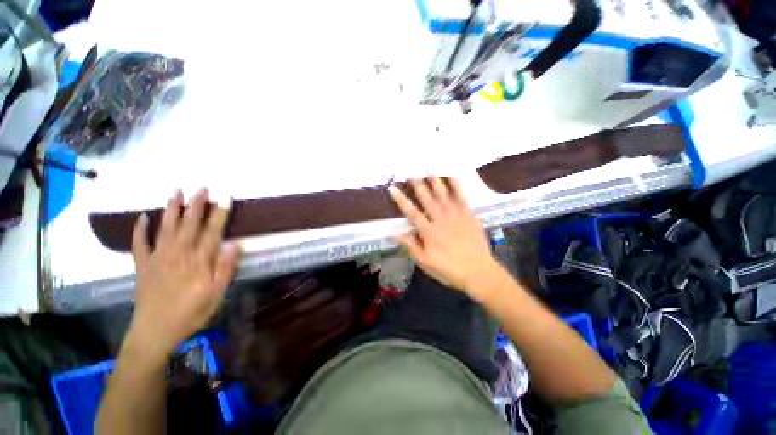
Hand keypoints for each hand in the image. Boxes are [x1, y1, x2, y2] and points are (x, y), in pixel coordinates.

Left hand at [128, 188, 239, 357]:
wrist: (155, 332)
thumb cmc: (191, 313)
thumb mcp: (216, 294)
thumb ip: (225, 268)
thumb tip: (233, 244)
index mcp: (198, 261)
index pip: (212, 232)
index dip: (219, 214)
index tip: (225, 198)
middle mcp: (178, 254)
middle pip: (189, 225)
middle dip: (196, 205)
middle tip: (201, 188)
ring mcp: (157, 258)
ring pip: (166, 228)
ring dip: (171, 209)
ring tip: (176, 192)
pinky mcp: (142, 265)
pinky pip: (139, 244)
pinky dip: (140, 230)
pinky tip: (143, 217)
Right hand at [389, 177, 501, 297]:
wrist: (478, 271)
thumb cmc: (448, 268)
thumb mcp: (425, 261)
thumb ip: (410, 245)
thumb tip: (393, 234)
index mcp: (429, 231)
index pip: (412, 212)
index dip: (401, 200)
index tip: (393, 188)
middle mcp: (441, 219)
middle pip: (427, 199)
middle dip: (418, 186)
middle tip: (411, 174)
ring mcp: (456, 215)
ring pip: (443, 195)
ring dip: (435, 183)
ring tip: (429, 173)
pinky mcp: (468, 215)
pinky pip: (461, 197)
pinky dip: (456, 186)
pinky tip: (452, 177)